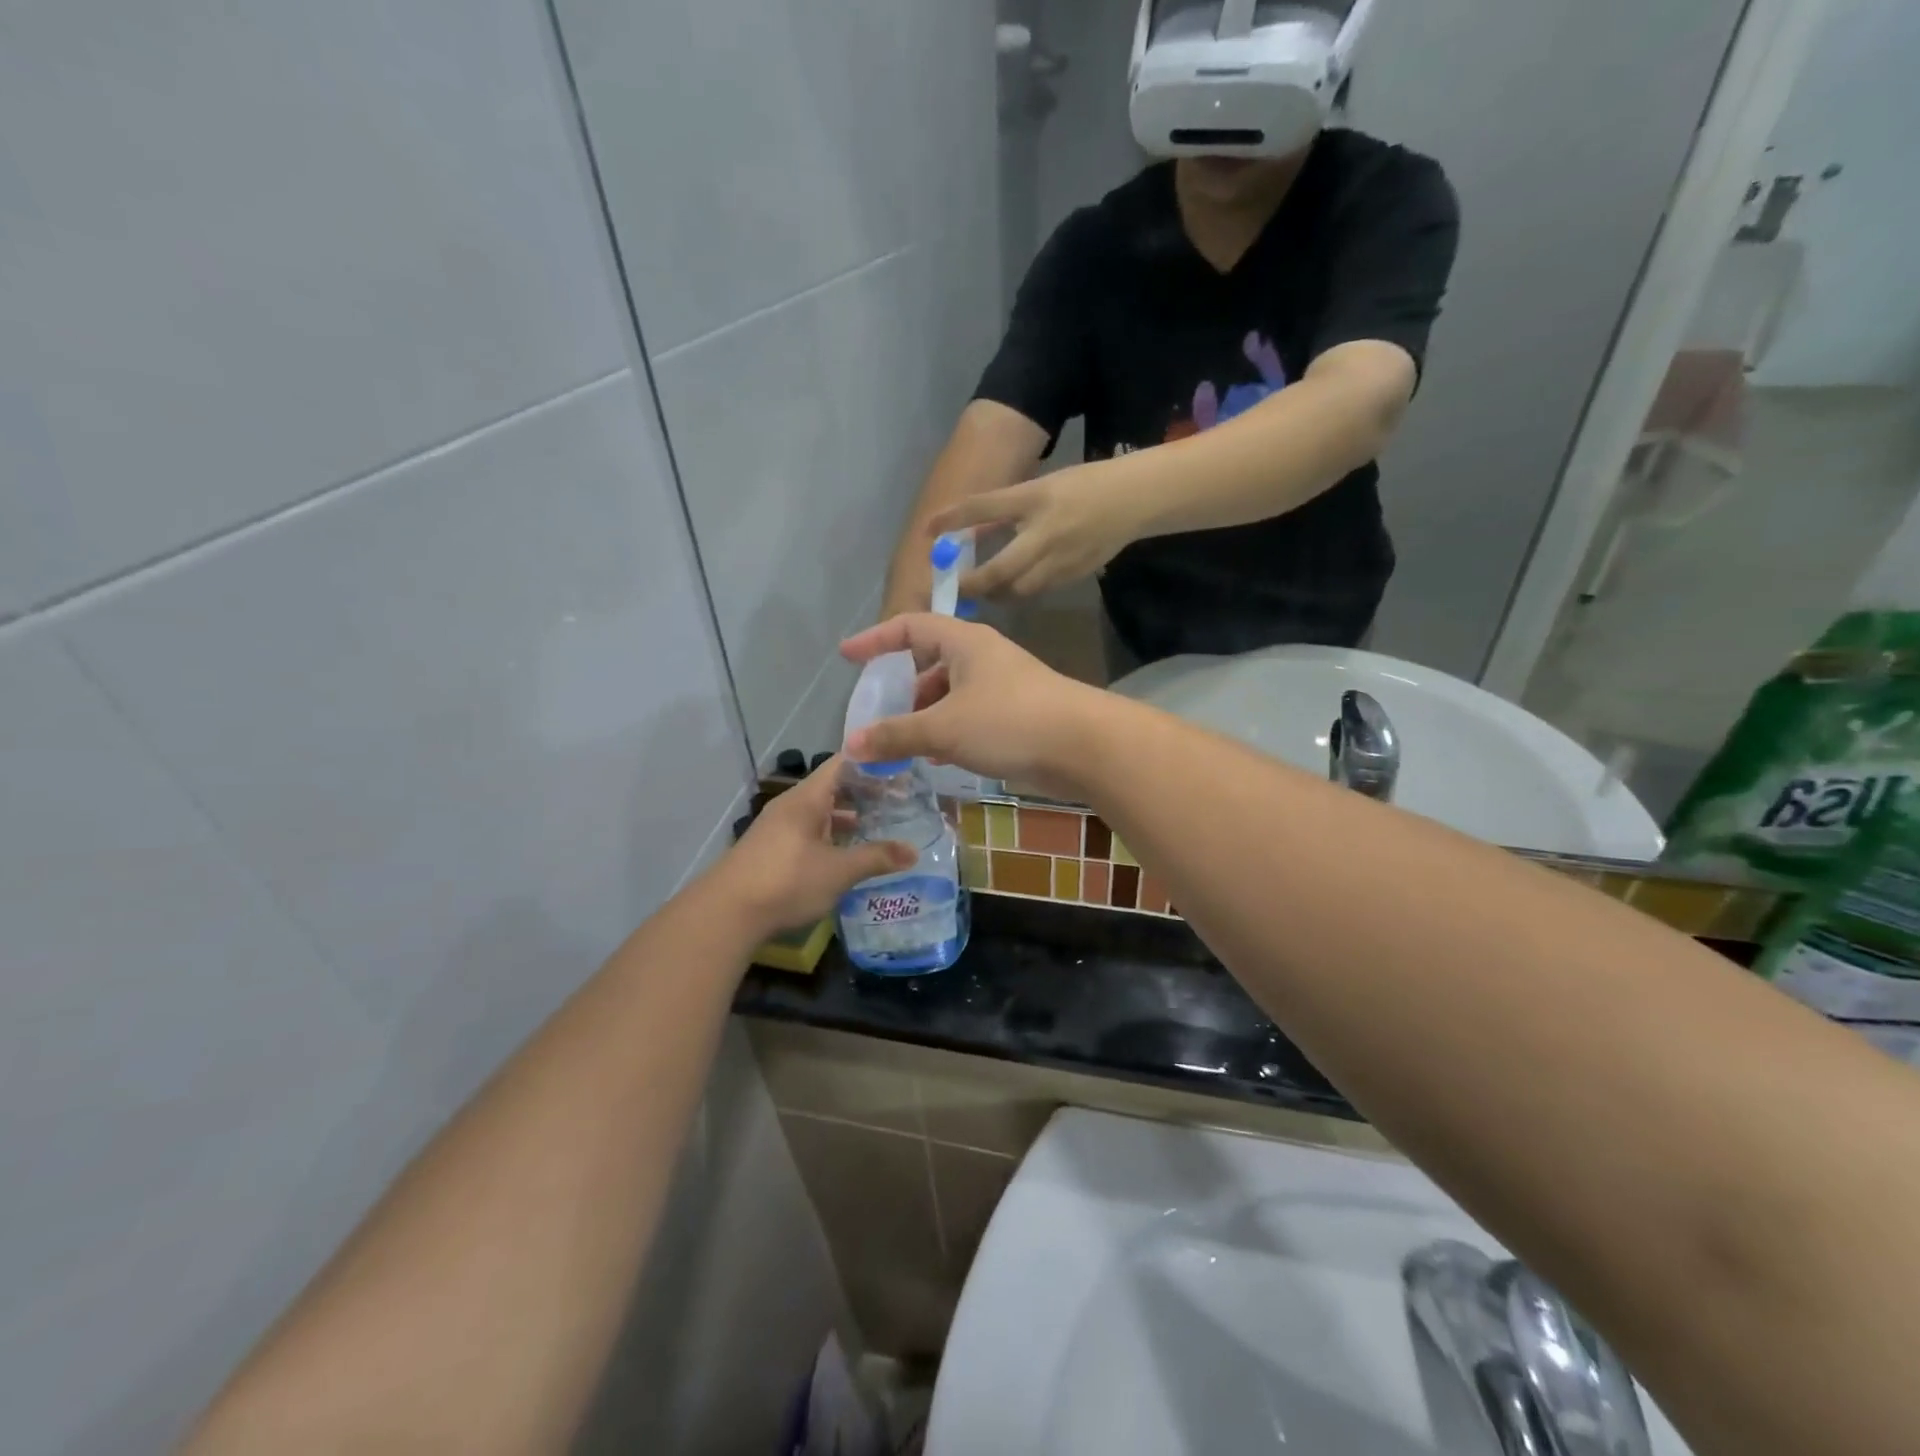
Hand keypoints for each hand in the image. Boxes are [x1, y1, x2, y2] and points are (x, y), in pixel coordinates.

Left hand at [712, 758, 914, 934]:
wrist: (726, 914)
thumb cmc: (786, 881)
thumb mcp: (838, 871)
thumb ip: (876, 858)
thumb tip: (913, 852)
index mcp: (807, 798)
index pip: (844, 763)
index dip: (873, 762)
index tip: (902, 769)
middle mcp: (792, 805)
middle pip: (833, 787)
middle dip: (866, 793)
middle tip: (900, 801)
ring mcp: (779, 827)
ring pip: (821, 812)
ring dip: (848, 817)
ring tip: (880, 826)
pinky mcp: (773, 849)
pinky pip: (810, 831)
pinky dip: (832, 836)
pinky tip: (848, 854)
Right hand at [840, 615, 1102, 799]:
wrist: (1085, 745)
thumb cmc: (1010, 721)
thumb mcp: (944, 727)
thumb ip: (896, 735)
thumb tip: (852, 745)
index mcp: (964, 642)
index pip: (910, 627)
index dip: (875, 639)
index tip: (847, 656)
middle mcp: (983, 657)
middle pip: (931, 663)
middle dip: (903, 689)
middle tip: (881, 716)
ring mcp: (1003, 686)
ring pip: (951, 694)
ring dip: (926, 715)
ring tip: (906, 744)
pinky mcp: (1017, 714)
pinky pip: (971, 716)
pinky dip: (950, 731)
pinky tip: (940, 758)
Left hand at [931, 462, 1142, 598]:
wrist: (1133, 500)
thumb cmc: (1083, 486)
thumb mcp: (1039, 489)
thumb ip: (1005, 510)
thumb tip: (969, 532)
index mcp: (1035, 499)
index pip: (984, 507)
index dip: (953, 519)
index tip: (929, 531)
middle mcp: (1045, 532)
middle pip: (999, 571)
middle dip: (974, 584)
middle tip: (957, 587)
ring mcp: (1062, 559)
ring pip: (1019, 589)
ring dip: (997, 592)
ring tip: (984, 590)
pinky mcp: (1075, 575)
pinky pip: (1039, 590)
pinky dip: (1021, 591)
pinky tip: (1014, 586)